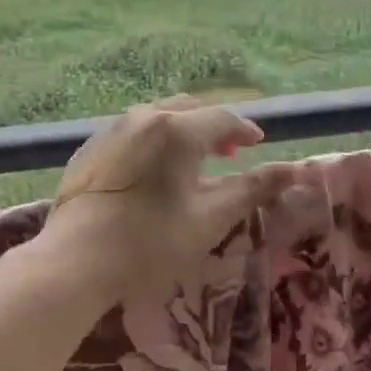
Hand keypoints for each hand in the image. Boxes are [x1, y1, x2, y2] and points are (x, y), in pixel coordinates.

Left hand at [43, 95, 292, 303]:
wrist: (76, 260)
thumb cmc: (152, 242)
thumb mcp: (210, 219)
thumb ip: (252, 189)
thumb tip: (294, 170)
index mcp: (177, 129)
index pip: (222, 119)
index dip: (244, 129)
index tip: (258, 142)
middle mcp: (143, 118)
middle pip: (188, 110)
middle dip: (213, 127)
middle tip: (229, 150)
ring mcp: (109, 131)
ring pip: (156, 118)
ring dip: (181, 131)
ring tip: (191, 159)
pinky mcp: (88, 151)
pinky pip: (130, 135)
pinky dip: (152, 143)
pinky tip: (151, 170)